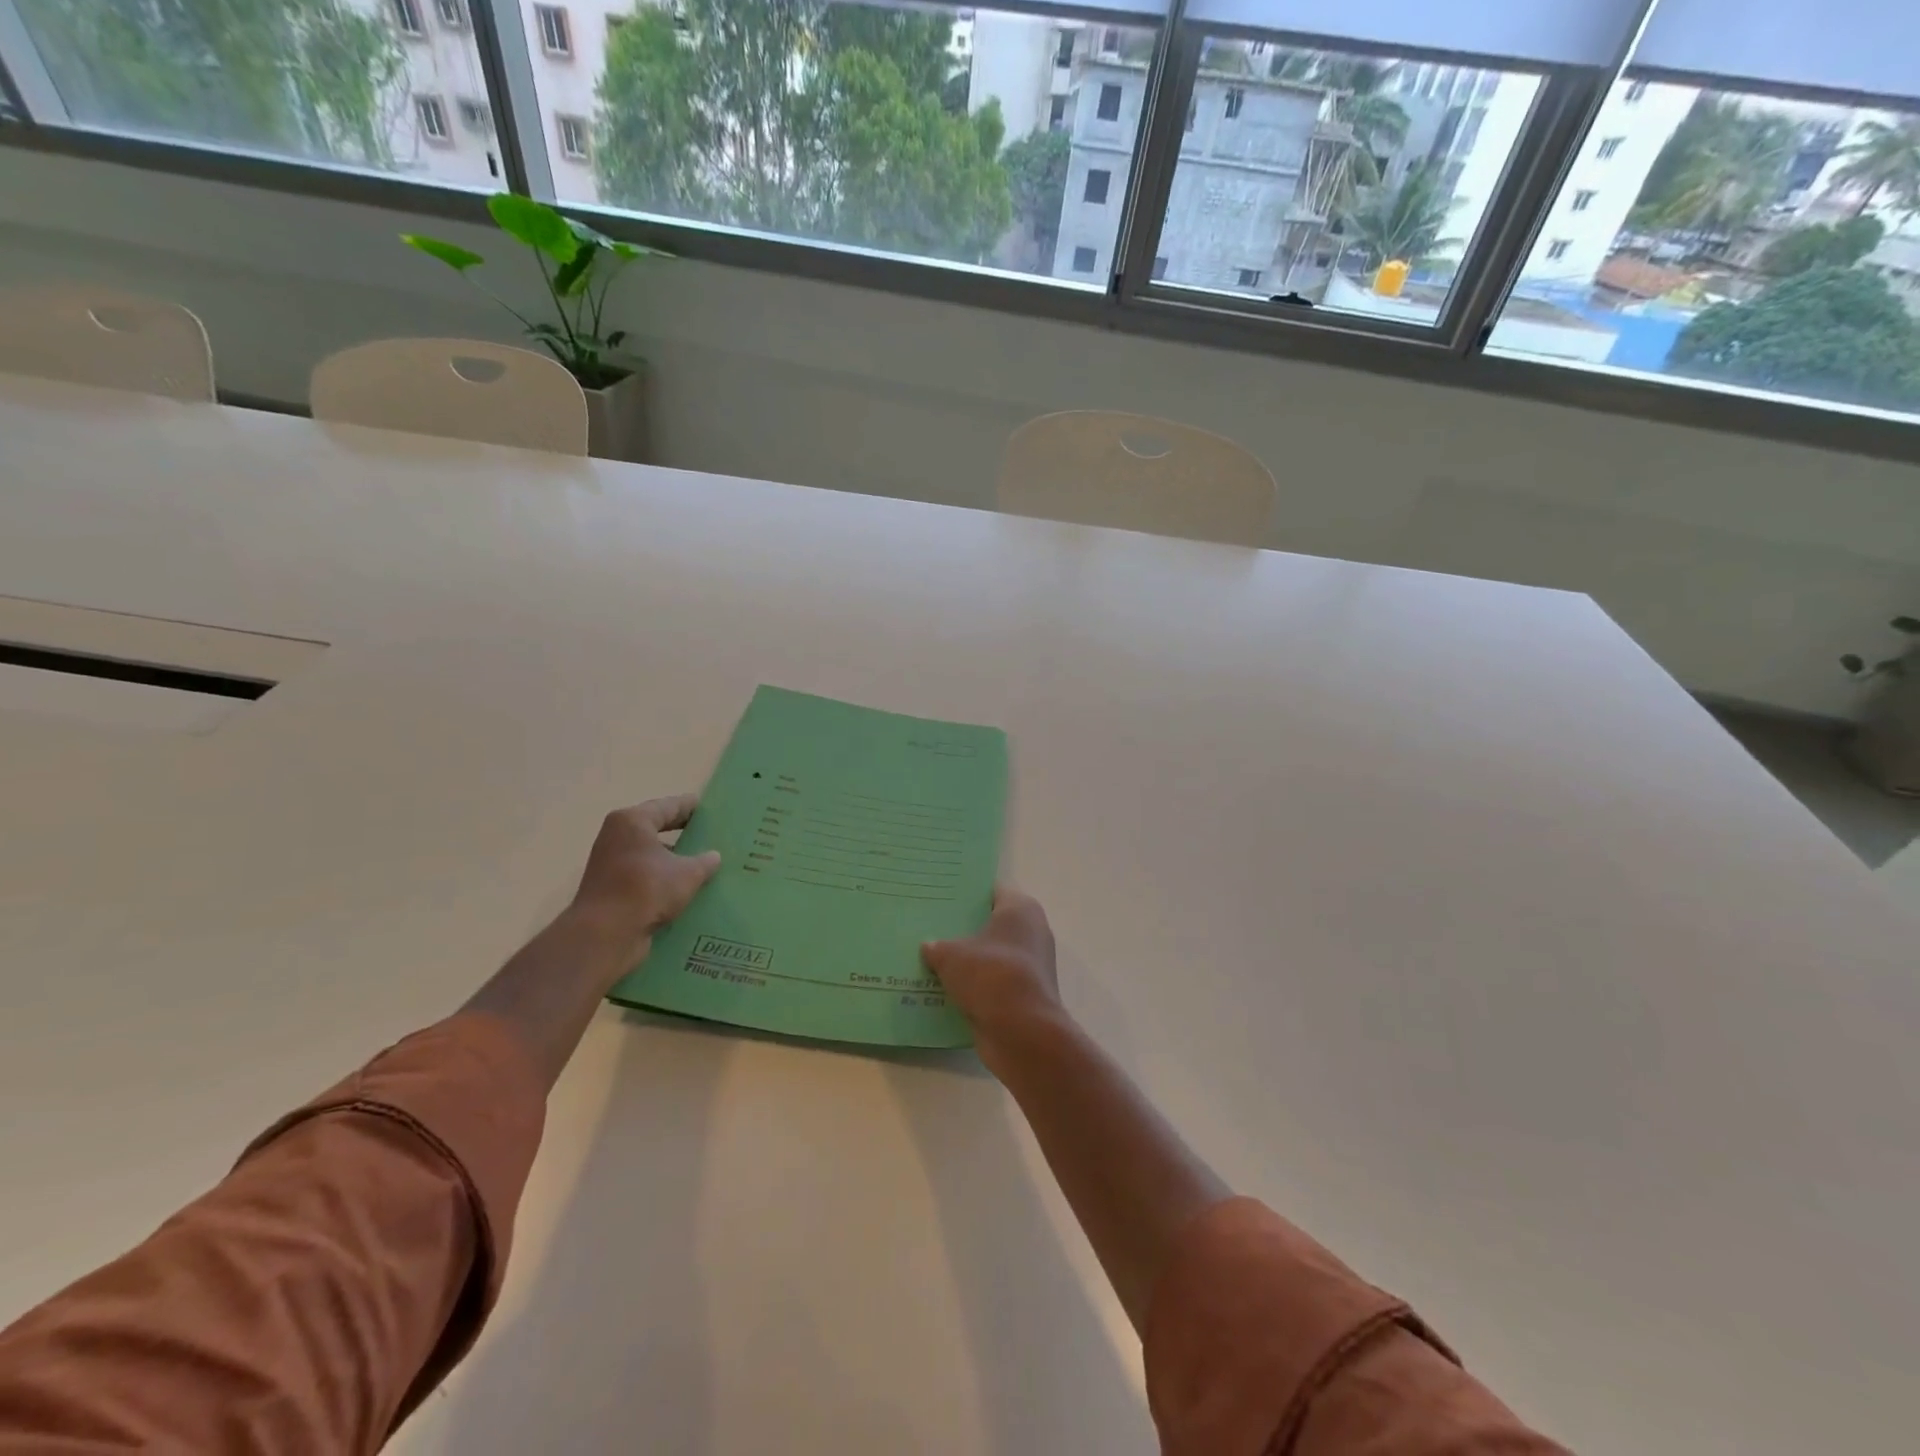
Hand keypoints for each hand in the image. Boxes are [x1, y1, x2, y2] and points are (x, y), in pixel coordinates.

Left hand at [570, 795, 720, 950]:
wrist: (605, 935)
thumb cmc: (646, 889)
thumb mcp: (688, 873)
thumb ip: (704, 862)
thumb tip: (714, 857)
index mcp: (632, 822)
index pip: (668, 807)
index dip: (690, 807)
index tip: (708, 809)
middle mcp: (616, 837)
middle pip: (655, 829)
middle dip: (681, 834)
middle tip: (709, 836)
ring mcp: (609, 864)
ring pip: (649, 855)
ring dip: (672, 860)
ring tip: (702, 865)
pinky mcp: (609, 889)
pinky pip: (642, 877)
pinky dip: (661, 880)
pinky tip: (684, 889)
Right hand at [922, 888, 1064, 1051]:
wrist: (1023, 1032)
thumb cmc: (991, 975)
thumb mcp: (952, 955)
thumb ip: (937, 946)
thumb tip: (928, 946)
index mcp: (1020, 909)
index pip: (991, 890)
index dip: (967, 893)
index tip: (940, 896)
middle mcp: (1032, 932)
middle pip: (991, 924)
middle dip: (964, 928)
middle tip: (930, 927)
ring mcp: (1031, 966)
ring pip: (991, 956)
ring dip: (968, 961)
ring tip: (931, 959)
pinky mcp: (1024, 995)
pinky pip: (993, 983)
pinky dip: (975, 986)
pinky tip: (944, 988)